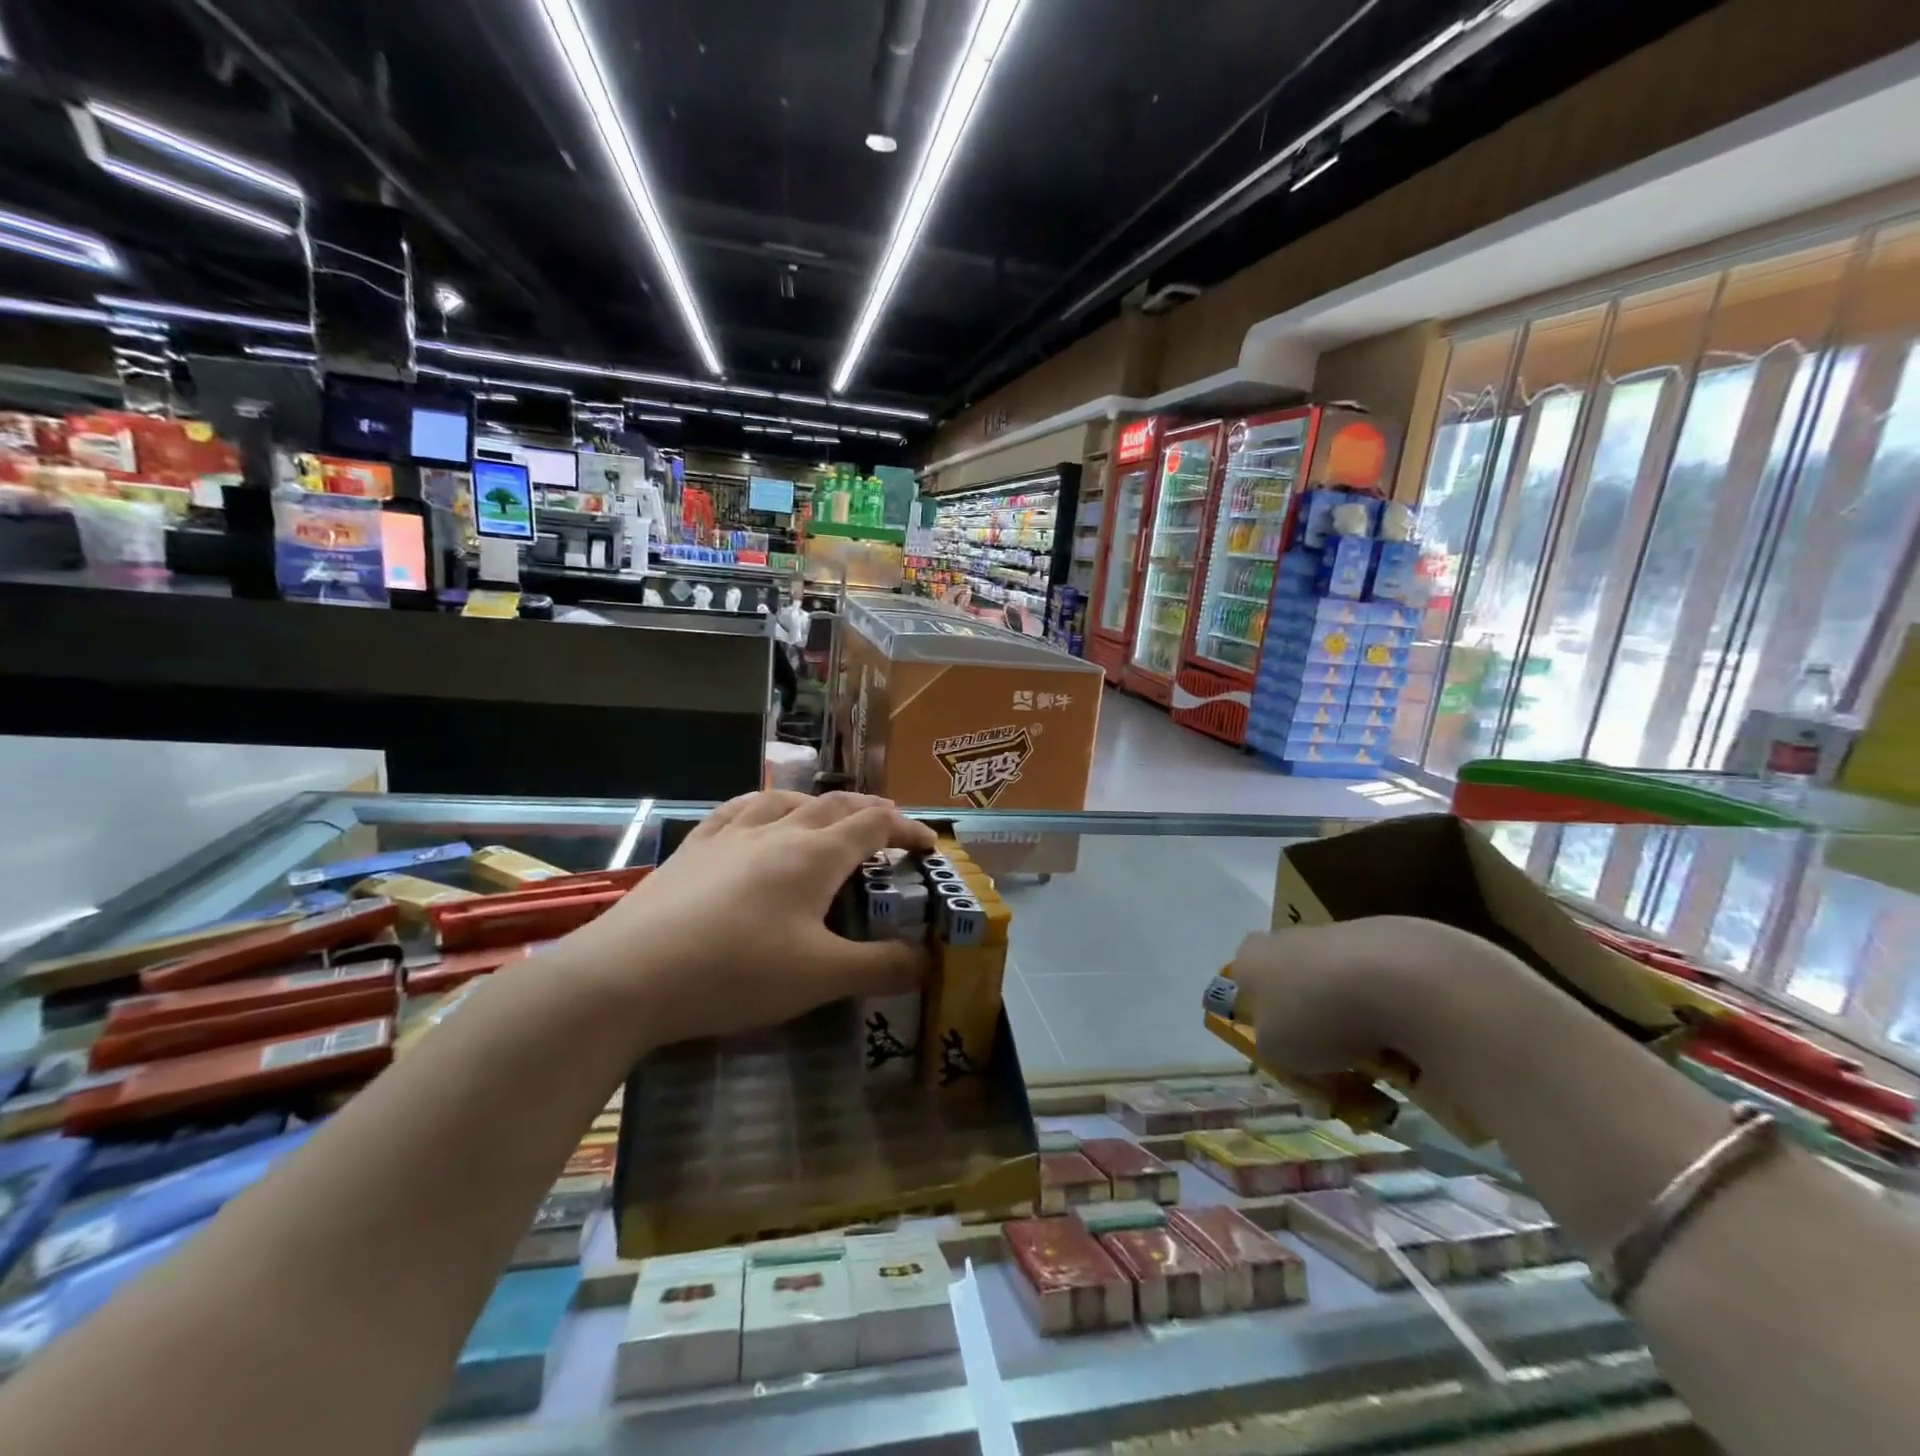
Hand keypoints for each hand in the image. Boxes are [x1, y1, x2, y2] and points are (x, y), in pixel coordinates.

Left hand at [574, 791, 936, 1046]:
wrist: (629, 975)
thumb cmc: (736, 972)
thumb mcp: (820, 978)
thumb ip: (881, 968)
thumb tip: (929, 961)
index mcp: (815, 855)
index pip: (874, 825)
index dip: (907, 829)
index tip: (928, 845)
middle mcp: (777, 831)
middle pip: (835, 805)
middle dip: (870, 811)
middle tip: (890, 829)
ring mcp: (730, 835)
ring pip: (786, 800)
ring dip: (820, 804)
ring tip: (830, 817)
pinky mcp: (693, 849)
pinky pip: (738, 810)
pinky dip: (765, 806)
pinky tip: (758, 817)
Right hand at [1232, 917, 1522, 1078]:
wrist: (1395, 978)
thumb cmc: (1314, 1014)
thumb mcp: (1275, 1052)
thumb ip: (1273, 1048)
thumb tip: (1289, 1046)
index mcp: (1251, 957)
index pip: (1243, 982)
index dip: (1260, 1015)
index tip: (1284, 1045)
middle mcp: (1287, 937)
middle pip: (1292, 982)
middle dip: (1310, 1018)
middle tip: (1331, 1059)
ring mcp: (1337, 933)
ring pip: (1336, 983)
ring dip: (1351, 1017)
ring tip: (1376, 1057)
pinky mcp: (1385, 938)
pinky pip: (1378, 983)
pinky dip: (1387, 1009)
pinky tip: (1404, 1035)